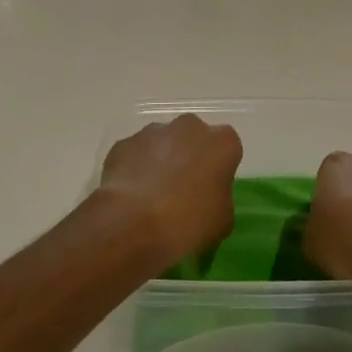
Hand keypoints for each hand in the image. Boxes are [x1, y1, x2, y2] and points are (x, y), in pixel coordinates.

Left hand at [96, 115, 241, 271]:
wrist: (133, 224)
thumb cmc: (189, 222)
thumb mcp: (222, 222)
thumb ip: (220, 201)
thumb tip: (209, 201)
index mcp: (222, 143)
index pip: (228, 148)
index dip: (219, 168)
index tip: (212, 189)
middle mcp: (190, 127)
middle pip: (194, 138)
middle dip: (190, 156)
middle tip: (183, 189)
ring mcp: (153, 132)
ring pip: (162, 143)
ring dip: (161, 160)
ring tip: (152, 196)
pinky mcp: (123, 143)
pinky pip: (135, 154)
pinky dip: (135, 168)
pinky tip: (131, 196)